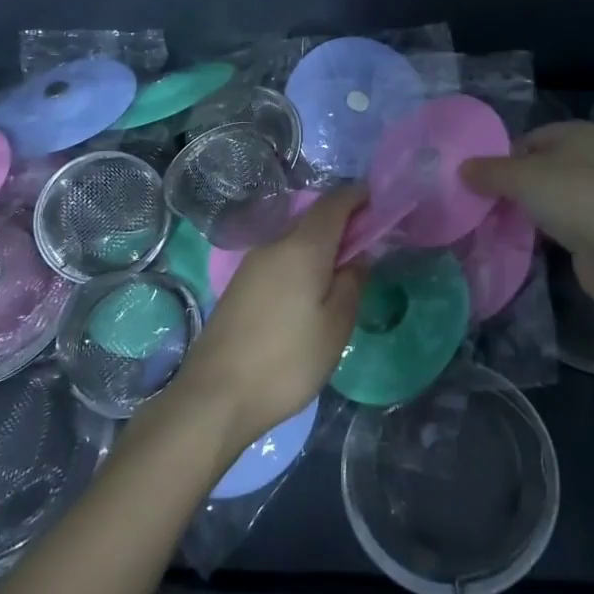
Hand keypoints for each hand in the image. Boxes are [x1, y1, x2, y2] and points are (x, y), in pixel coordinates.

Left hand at [171, 187, 366, 458]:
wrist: (214, 396)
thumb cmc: (286, 361)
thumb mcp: (335, 326)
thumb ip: (352, 283)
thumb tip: (358, 255)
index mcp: (303, 247)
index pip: (334, 202)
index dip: (358, 196)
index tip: (379, 203)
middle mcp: (274, 244)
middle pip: (313, 219)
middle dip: (341, 224)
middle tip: (367, 246)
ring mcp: (251, 264)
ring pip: (294, 240)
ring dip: (320, 246)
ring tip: (341, 274)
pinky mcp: (239, 286)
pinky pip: (279, 259)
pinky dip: (300, 263)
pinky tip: (308, 293)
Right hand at [461, 122, 593, 308]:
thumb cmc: (572, 197)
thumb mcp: (521, 178)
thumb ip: (489, 171)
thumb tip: (461, 169)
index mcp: (579, 133)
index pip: (529, 138)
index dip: (503, 157)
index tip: (480, 180)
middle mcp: (593, 157)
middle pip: (539, 166)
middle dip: (512, 184)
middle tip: (484, 201)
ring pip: (549, 194)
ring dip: (527, 207)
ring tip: (498, 221)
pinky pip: (561, 219)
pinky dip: (543, 226)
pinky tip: (524, 238)